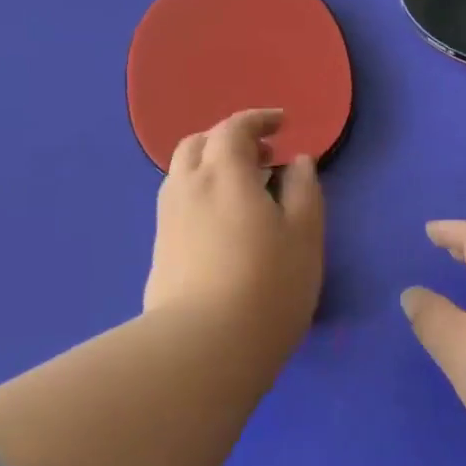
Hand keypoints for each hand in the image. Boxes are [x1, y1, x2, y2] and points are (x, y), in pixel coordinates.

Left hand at [144, 109, 324, 353]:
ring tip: (244, 188)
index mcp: (223, 172)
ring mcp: (167, 218)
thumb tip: (298, 162)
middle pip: (199, 144)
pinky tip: (223, 222)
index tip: (282, 123)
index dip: (259, 119)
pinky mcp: (160, 249)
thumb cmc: (267, 285)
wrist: (202, 346)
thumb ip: (304, 190)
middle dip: (230, 139)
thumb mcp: (304, 235)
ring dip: (212, 166)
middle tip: (263, 155)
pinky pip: (180, 202)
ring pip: (184, 173)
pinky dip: (201, 193)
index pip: (234, 127)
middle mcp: (187, 186)